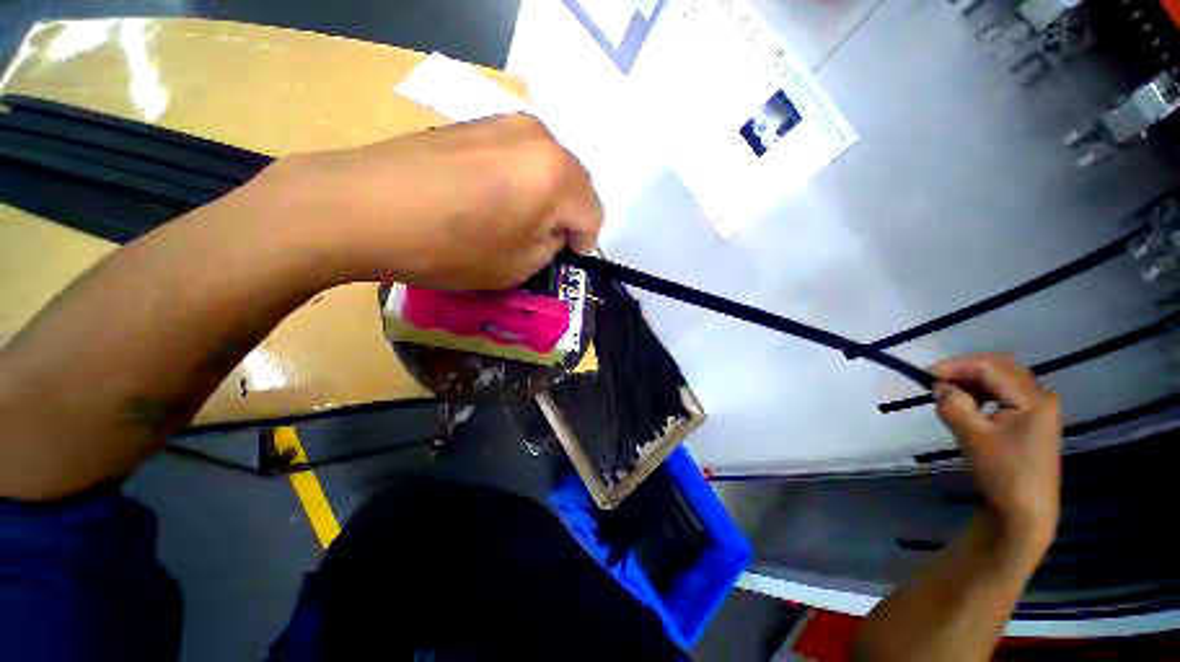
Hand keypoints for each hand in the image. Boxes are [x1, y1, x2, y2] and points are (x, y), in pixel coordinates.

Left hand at [256, 113, 603, 289]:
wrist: (361, 207)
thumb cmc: (450, 247)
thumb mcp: (518, 266)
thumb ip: (550, 247)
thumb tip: (553, 233)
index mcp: (558, 176)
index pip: (593, 215)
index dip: (583, 243)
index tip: (564, 259)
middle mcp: (541, 138)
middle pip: (576, 185)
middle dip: (568, 217)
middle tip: (543, 242)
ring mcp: (507, 122)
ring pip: (549, 168)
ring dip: (545, 197)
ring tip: (514, 220)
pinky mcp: (478, 122)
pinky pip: (520, 156)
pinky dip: (520, 180)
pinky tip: (491, 198)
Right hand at [930, 353, 1062, 550]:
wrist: (1024, 512)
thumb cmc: (1002, 473)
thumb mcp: (972, 438)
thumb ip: (954, 405)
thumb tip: (940, 386)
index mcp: (1033, 398)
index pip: (990, 367)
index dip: (955, 366)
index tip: (925, 376)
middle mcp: (1040, 396)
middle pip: (999, 367)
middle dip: (964, 370)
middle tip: (936, 383)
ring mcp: (1038, 408)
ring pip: (1000, 378)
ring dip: (972, 381)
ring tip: (950, 395)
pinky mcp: (1030, 419)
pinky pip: (1003, 393)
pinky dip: (981, 392)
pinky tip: (969, 406)